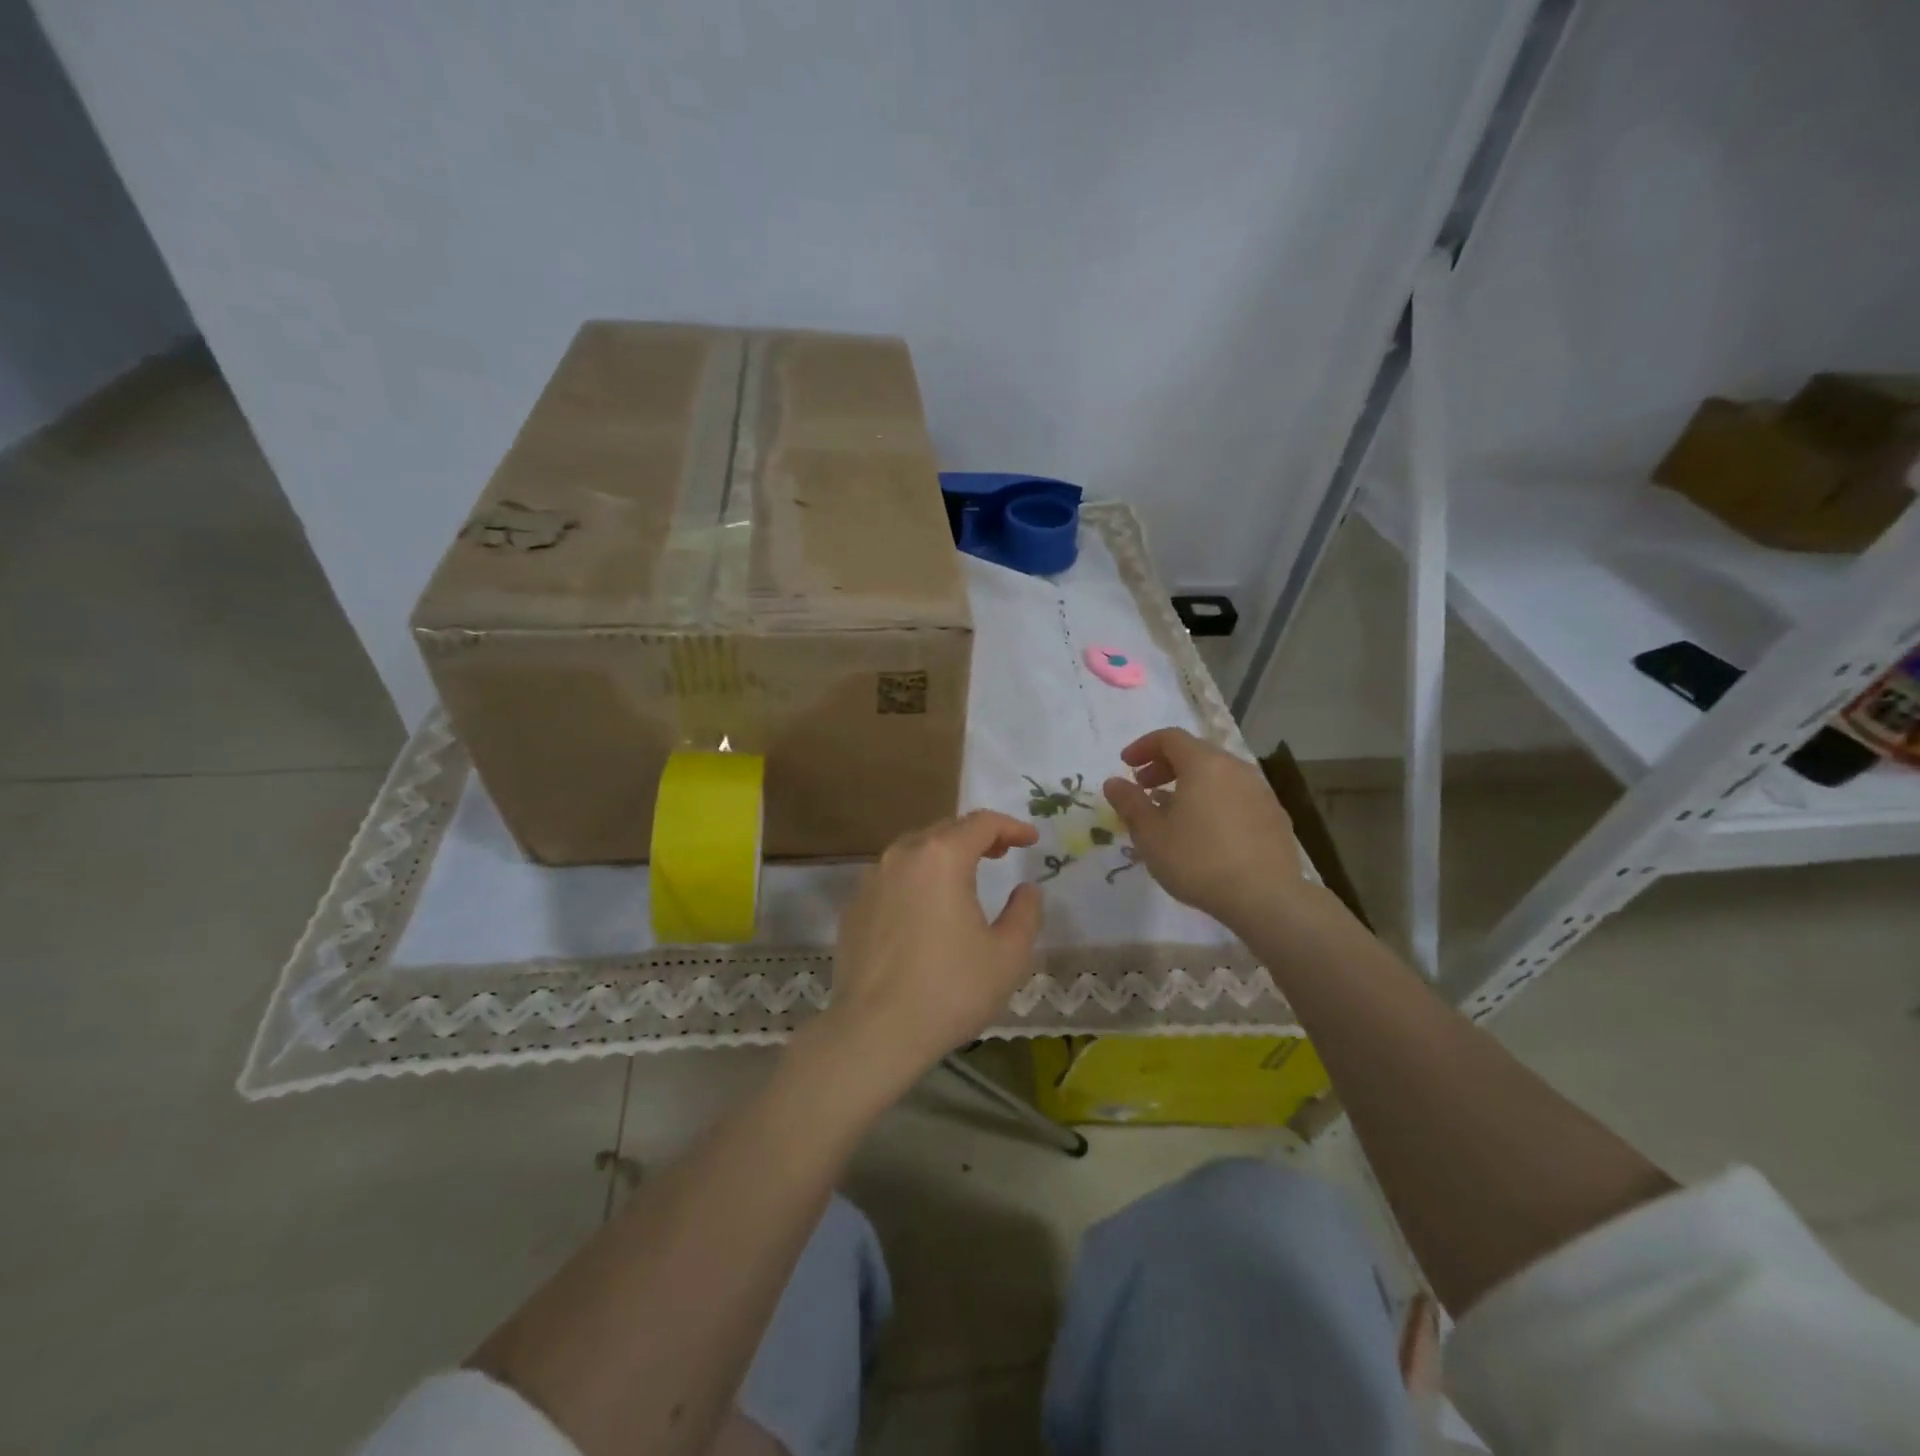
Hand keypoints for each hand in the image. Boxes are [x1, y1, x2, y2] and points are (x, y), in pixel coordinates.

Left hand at [821, 811, 1042, 1086]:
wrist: (874, 1032)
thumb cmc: (950, 990)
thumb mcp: (1008, 955)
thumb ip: (1025, 913)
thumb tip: (1027, 889)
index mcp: (941, 857)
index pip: (981, 823)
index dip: (1011, 826)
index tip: (1030, 839)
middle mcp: (902, 856)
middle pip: (944, 830)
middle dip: (977, 837)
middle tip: (1001, 853)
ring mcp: (871, 880)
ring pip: (914, 852)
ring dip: (943, 856)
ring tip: (964, 878)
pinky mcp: (853, 907)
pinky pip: (891, 879)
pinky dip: (915, 880)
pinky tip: (925, 909)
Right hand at [1102, 728, 1304, 931]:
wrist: (1265, 898)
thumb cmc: (1198, 860)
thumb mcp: (1151, 834)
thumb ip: (1129, 803)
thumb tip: (1114, 782)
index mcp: (1204, 764)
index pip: (1170, 738)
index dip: (1143, 747)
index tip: (1126, 764)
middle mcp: (1235, 768)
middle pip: (1196, 753)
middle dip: (1165, 766)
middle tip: (1144, 787)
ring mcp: (1260, 791)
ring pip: (1218, 775)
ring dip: (1190, 784)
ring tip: (1172, 812)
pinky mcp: (1274, 816)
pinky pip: (1236, 796)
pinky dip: (1213, 801)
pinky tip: (1205, 831)